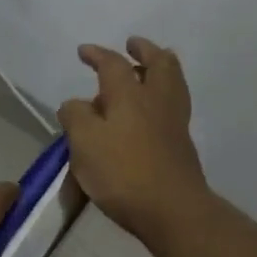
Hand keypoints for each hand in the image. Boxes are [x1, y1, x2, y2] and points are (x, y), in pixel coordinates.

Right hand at [58, 37, 209, 246]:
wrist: (172, 211)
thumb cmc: (122, 172)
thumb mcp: (83, 143)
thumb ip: (75, 116)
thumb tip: (76, 105)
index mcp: (129, 95)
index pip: (113, 64)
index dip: (97, 54)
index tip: (83, 51)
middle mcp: (156, 101)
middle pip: (159, 64)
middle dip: (144, 51)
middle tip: (133, 45)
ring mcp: (174, 122)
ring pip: (173, 83)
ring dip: (160, 69)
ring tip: (147, 68)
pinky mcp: (181, 144)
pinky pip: (174, 105)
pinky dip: (163, 94)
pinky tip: (151, 108)